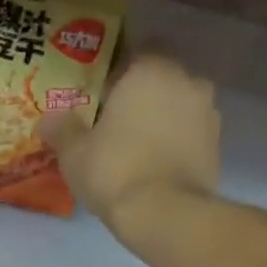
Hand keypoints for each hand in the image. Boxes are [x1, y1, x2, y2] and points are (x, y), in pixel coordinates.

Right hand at [41, 55, 221, 234]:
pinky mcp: (218, 146)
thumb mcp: (75, 153)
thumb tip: (48, 118)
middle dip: (143, 97)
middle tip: (117, 124)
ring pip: (179, 107)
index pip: (137, 52)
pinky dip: (177, 145)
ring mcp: (208, 114)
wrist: (165, 214)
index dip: (118, 73)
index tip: (102, 97)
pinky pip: (191, 136)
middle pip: (161, 80)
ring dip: (163, 120)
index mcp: (150, 70)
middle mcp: (187, 81)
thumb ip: (62, 129)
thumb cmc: (115, 171)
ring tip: (138, 149)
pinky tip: (156, 167)